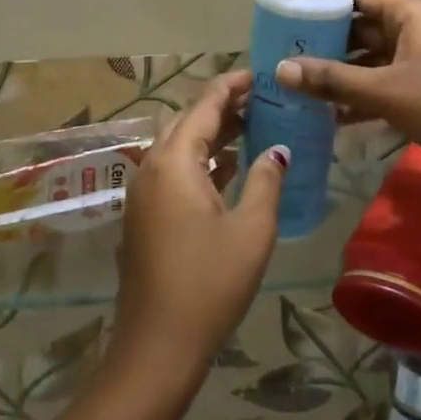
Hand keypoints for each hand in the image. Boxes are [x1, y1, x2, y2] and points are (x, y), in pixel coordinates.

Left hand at [108, 72, 287, 390]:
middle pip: (187, 121)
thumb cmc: (210, 283)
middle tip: (261, 101)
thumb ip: (265, 180)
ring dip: (211, 134)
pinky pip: (172, 171)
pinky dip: (199, 160)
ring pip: (178, 146)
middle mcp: (152, 168)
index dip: (231, 85)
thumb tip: (277, 149)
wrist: (157, 345)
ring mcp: (143, 193)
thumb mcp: (251, 230)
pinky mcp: (143, 215)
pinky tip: (229, 169)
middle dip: (221, 107)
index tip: (260, 74)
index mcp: (175, 162)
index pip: (204, 105)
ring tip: (252, 127)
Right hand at [274, 0, 420, 195]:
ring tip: (301, 87)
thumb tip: (282, 69)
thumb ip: (333, 80)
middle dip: (328, 42)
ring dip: (343, 74)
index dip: (326, 1)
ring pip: (373, 59)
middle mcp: (416, 30)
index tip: (290, 15)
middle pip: (363, 27)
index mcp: (410, 14)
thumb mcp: (384, 91)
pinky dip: (362, 96)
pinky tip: (333, 117)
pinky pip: (386, 84)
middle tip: (287, 55)